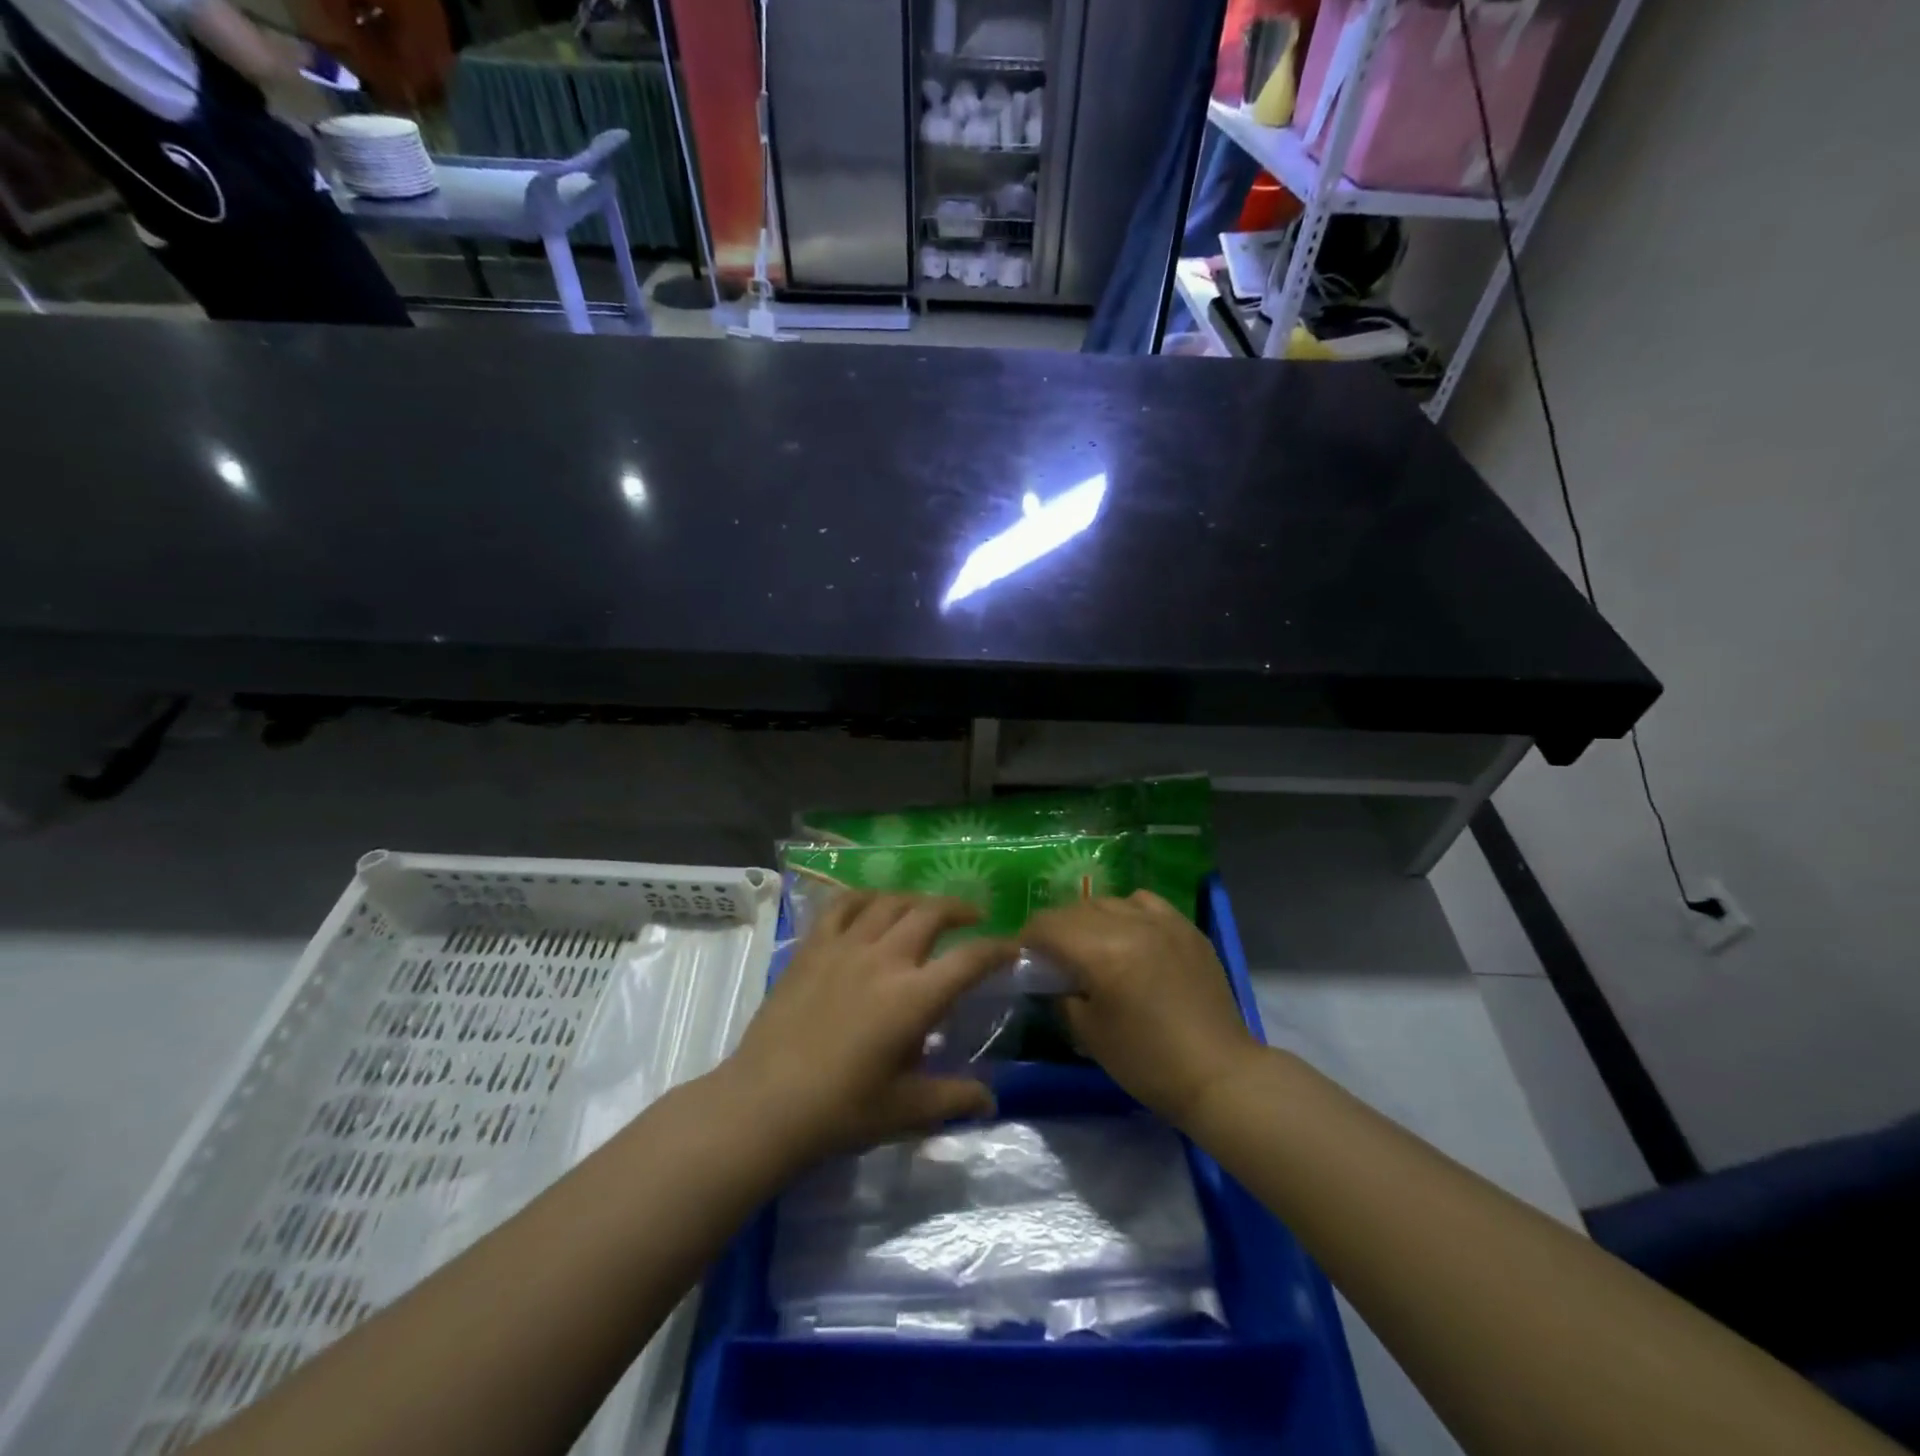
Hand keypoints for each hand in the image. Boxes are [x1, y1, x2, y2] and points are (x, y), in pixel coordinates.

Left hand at [722, 893, 1014, 1168]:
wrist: (764, 1104)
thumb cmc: (841, 1111)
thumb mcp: (906, 1110)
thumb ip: (952, 1098)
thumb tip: (990, 1101)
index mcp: (914, 997)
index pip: (969, 959)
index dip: (997, 949)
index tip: (1012, 947)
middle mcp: (884, 959)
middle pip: (931, 912)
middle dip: (959, 908)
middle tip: (973, 917)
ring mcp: (845, 947)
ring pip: (889, 902)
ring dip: (915, 900)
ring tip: (925, 910)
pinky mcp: (812, 947)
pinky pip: (842, 905)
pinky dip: (864, 898)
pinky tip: (872, 905)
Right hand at [1025, 890, 1262, 1127]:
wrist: (1218, 1074)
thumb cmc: (1147, 1061)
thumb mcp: (1089, 1034)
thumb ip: (1062, 996)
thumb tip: (1052, 979)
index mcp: (1101, 952)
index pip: (1048, 926)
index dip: (1027, 938)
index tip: (1023, 956)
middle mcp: (1130, 924)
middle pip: (1076, 909)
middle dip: (1056, 929)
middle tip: (1052, 955)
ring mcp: (1163, 922)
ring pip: (1109, 902)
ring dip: (1090, 919)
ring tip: (1091, 944)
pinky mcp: (1186, 928)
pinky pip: (1145, 903)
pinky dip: (1127, 912)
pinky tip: (1129, 934)